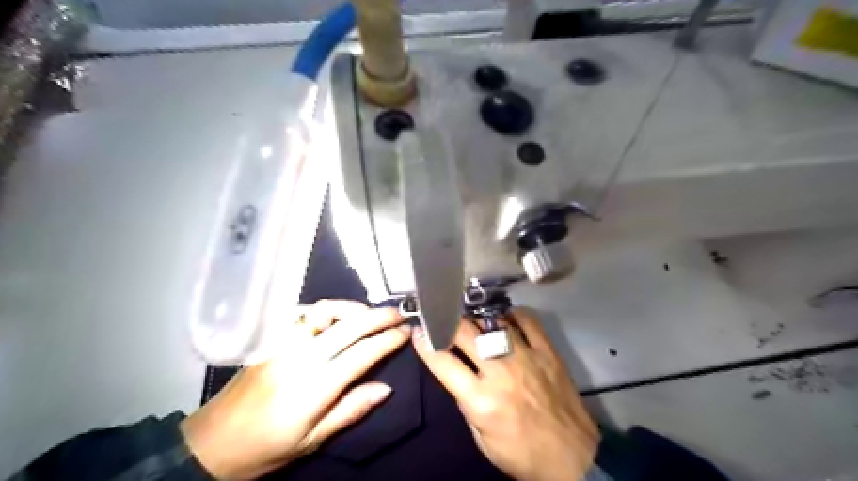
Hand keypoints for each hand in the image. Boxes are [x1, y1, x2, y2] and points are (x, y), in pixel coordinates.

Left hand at [181, 300, 408, 480]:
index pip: (362, 353)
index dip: (388, 340)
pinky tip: (335, 317)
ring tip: (369, 314)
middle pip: (349, 325)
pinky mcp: (271, 338)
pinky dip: (326, 309)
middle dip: (378, 316)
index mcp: (315, 386)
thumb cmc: (266, 448)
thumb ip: (351, 410)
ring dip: (353, 307)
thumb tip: (386, 388)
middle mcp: (301, 357)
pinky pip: (303, 312)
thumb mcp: (312, 441)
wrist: (211, 442)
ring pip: (325, 310)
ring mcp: (283, 343)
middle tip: (398, 314)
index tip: (406, 332)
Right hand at [414, 310, 597, 478]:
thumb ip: (466, 404)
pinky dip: (513, 315)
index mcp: (481, 399)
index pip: (442, 362)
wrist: (573, 459)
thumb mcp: (482, 441)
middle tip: (442, 320)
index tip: (418, 332)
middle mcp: (500, 372)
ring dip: (477, 319)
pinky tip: (505, 318)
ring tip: (472, 320)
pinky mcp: (547, 352)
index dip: (425, 344)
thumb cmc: (523, 455)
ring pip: (493, 323)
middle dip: (447, 323)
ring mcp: (526, 357)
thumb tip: (457, 374)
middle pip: (464, 333)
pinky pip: (528, 321)